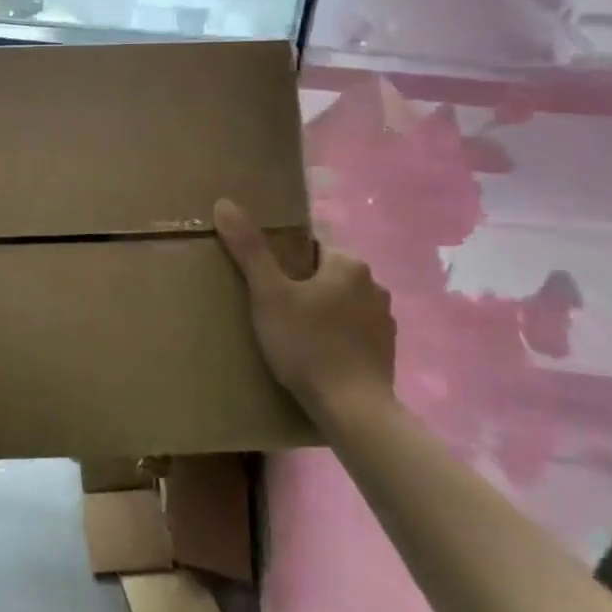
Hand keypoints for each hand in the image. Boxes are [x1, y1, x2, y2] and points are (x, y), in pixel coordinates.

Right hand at [212, 198, 395, 418]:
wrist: (352, 409)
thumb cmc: (306, 344)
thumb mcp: (268, 294)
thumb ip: (249, 249)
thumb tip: (224, 203)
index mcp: (348, 264)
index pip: (310, 247)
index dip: (283, 261)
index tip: (264, 282)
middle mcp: (373, 284)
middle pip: (325, 274)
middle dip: (301, 286)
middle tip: (270, 308)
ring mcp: (384, 319)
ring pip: (341, 302)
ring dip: (321, 311)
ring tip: (291, 334)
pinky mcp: (387, 350)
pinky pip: (353, 330)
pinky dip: (336, 336)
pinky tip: (316, 355)